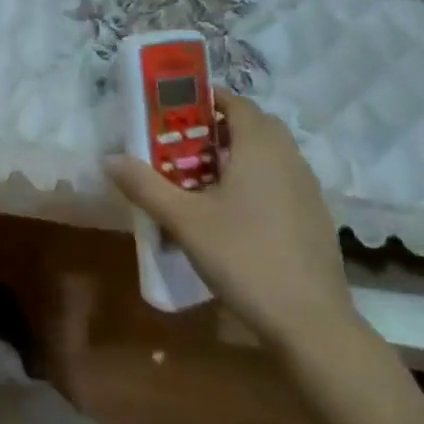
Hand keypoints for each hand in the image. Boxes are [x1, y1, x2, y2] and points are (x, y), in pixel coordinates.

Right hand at [107, 91, 354, 349]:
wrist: (310, 323)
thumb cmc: (244, 257)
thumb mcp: (185, 221)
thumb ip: (145, 185)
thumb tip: (109, 159)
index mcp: (260, 146)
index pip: (236, 102)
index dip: (206, 100)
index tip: (176, 111)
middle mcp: (289, 158)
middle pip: (254, 125)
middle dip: (220, 127)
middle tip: (185, 145)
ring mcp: (308, 189)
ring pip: (271, 155)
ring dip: (239, 155)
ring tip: (204, 179)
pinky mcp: (315, 218)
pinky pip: (282, 182)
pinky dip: (258, 182)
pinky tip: (235, 215)